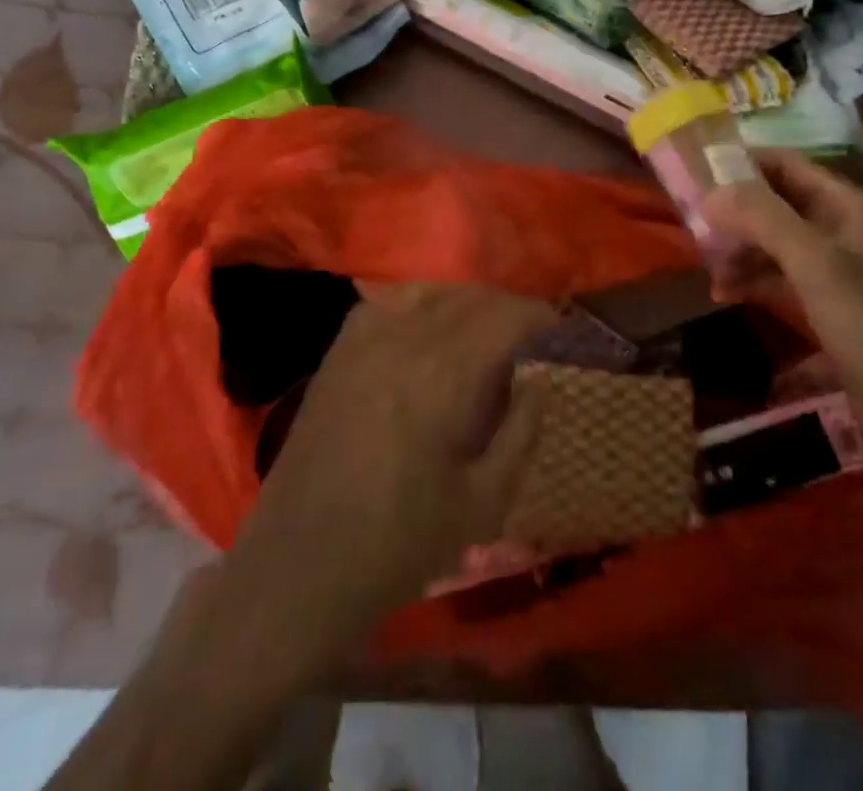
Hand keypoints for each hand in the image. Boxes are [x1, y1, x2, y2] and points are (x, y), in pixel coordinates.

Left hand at [214, 283, 555, 668]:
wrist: (302, 569)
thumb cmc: (400, 544)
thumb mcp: (483, 503)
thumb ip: (521, 433)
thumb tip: (541, 382)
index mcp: (446, 376)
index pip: (506, 318)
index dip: (540, 318)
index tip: (560, 331)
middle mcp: (406, 340)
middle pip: (471, 299)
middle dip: (508, 310)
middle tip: (530, 336)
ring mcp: (365, 341)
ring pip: (430, 293)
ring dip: (467, 303)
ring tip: (484, 330)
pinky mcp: (338, 353)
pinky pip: (386, 303)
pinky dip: (418, 303)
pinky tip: (426, 328)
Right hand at [703, 151, 862, 392]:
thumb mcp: (814, 263)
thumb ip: (763, 219)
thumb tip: (711, 192)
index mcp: (845, 206)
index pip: (785, 164)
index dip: (743, 164)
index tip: (697, 175)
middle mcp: (839, 227)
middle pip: (776, 203)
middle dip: (735, 213)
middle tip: (693, 227)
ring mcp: (833, 266)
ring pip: (774, 241)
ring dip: (740, 250)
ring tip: (709, 271)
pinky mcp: (826, 301)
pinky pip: (780, 275)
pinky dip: (753, 279)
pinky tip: (726, 293)